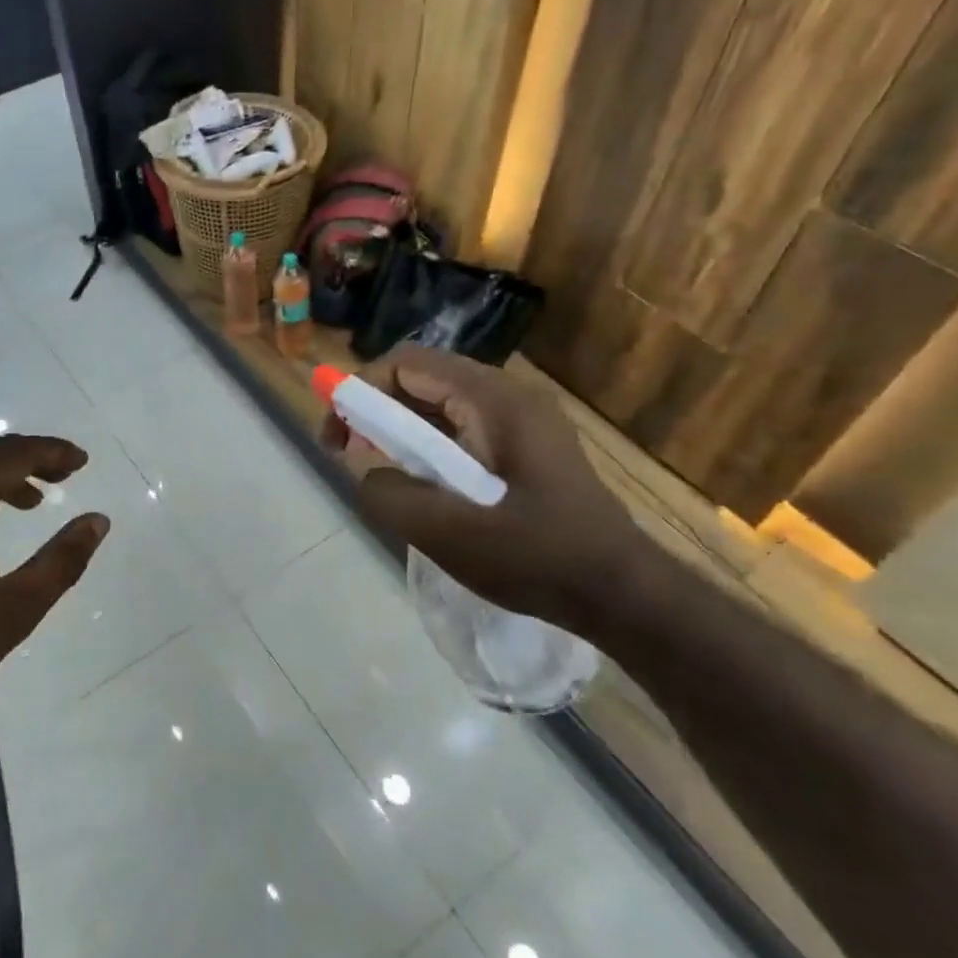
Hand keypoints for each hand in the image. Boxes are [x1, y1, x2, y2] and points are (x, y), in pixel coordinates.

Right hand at [322, 345, 658, 631]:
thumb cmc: (538, 559)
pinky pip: (462, 429)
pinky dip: (429, 447)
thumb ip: (390, 495)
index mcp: (494, 401)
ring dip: (401, 431)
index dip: (360, 389)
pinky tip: (422, 486)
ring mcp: (521, 420)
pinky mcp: (525, 446)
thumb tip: (368, 472)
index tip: (336, 435)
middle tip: (348, 454)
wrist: (622, 593)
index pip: (408, 363)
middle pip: (423, 379)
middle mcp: (508, 396)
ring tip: (380, 471)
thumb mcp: (448, 533)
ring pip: (441, 405)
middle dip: (376, 410)